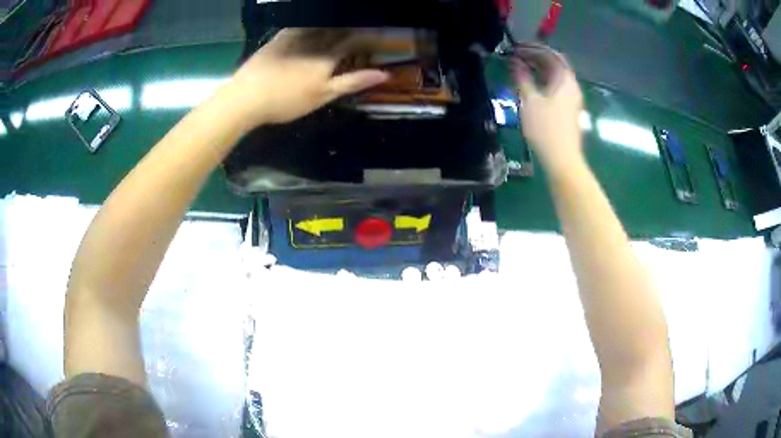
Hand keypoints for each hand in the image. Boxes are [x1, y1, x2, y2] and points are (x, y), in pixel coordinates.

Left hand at [222, 29, 389, 127]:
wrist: (247, 97)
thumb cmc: (287, 100)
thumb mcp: (323, 95)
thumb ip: (353, 82)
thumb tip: (384, 74)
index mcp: (327, 56)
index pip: (354, 41)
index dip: (369, 37)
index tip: (380, 34)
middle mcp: (314, 41)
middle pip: (338, 29)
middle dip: (352, 27)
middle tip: (361, 27)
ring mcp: (294, 37)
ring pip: (320, 24)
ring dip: (334, 22)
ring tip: (342, 23)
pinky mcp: (278, 38)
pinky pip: (299, 25)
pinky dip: (310, 22)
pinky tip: (312, 23)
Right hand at [511, 43, 583, 173]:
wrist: (562, 158)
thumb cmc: (546, 128)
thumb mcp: (530, 101)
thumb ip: (522, 78)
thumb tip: (515, 63)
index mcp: (565, 80)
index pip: (551, 54)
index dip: (533, 48)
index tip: (517, 48)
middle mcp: (572, 86)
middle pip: (556, 64)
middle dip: (536, 57)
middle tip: (517, 57)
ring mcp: (572, 99)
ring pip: (556, 76)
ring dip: (540, 69)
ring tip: (522, 68)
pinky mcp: (569, 110)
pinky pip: (557, 87)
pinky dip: (544, 81)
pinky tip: (532, 85)